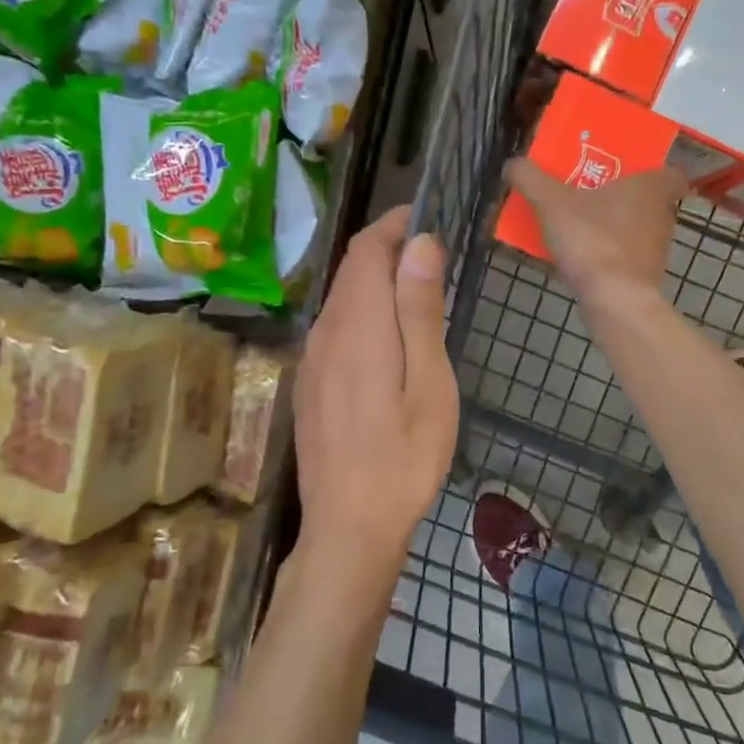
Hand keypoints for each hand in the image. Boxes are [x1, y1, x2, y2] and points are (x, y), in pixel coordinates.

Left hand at [294, 207, 459, 580]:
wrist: (349, 527)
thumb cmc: (403, 456)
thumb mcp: (428, 381)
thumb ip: (419, 311)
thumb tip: (420, 244)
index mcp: (356, 325)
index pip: (366, 250)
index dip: (393, 224)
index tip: (427, 216)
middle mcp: (324, 333)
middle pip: (351, 273)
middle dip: (387, 252)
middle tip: (433, 256)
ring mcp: (311, 362)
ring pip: (342, 302)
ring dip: (375, 286)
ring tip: (418, 295)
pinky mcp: (309, 387)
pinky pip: (335, 332)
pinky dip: (363, 317)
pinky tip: (388, 342)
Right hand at [504, 160, 686, 306]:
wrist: (613, 299)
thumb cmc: (592, 239)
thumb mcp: (551, 202)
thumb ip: (530, 178)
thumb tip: (513, 164)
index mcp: (652, 187)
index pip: (670, 173)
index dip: (651, 172)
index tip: (628, 173)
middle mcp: (663, 216)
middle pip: (646, 201)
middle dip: (620, 199)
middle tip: (588, 196)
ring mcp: (657, 251)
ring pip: (635, 231)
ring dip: (612, 229)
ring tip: (578, 228)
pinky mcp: (646, 279)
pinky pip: (625, 259)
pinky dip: (607, 258)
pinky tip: (579, 261)